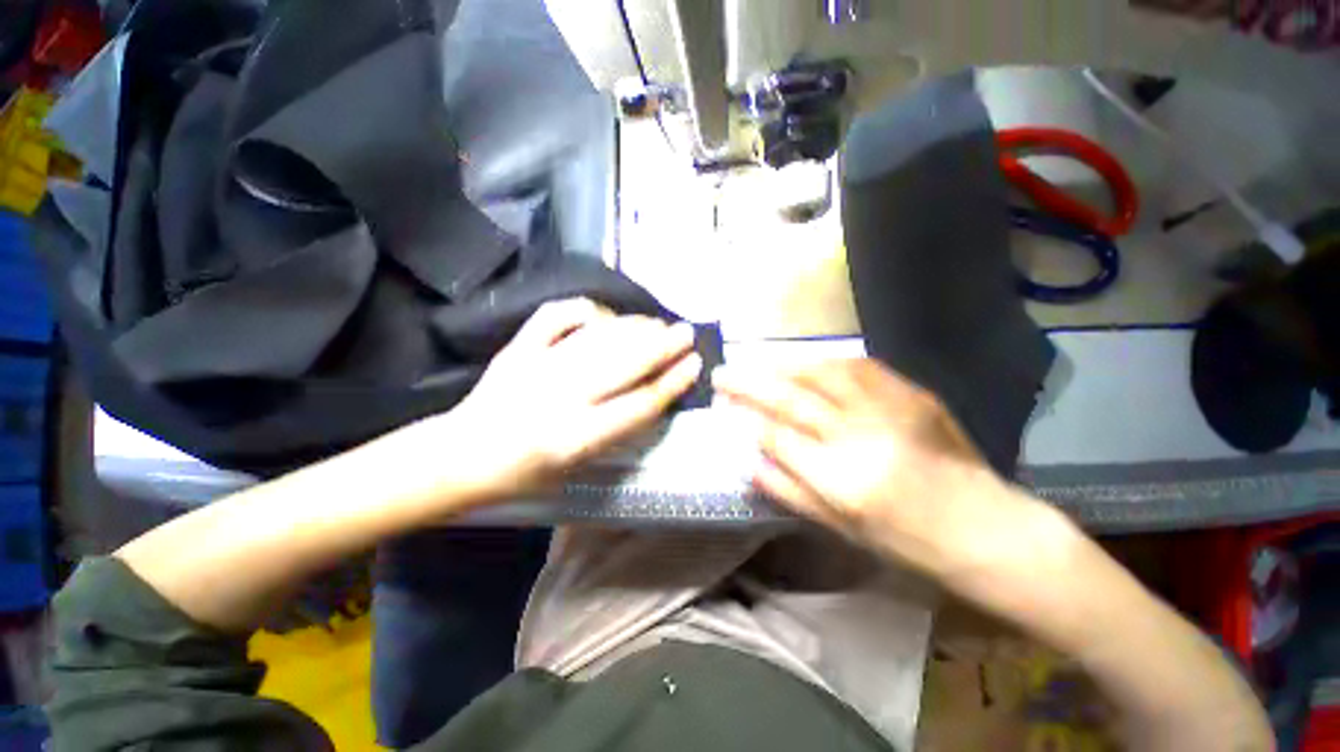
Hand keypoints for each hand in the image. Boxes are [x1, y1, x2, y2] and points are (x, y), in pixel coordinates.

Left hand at [440, 298, 701, 500]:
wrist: (462, 456)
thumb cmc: (524, 474)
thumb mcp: (577, 466)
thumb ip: (616, 430)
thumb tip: (650, 394)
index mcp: (575, 438)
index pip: (639, 404)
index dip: (672, 382)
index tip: (694, 364)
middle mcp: (560, 398)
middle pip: (625, 364)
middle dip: (662, 346)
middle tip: (686, 332)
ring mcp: (537, 367)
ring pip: (599, 338)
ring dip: (634, 328)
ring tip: (657, 323)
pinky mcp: (518, 348)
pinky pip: (557, 317)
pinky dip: (586, 310)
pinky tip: (604, 315)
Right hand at [713, 358, 1031, 574]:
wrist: (984, 526)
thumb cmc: (907, 542)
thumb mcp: (841, 529)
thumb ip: (789, 491)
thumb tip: (748, 462)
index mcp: (842, 479)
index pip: (776, 436)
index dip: (745, 419)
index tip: (724, 408)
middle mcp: (861, 436)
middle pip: (791, 399)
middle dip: (748, 384)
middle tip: (721, 374)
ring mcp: (889, 408)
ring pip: (820, 373)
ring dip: (782, 365)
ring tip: (759, 364)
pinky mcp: (912, 393)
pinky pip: (858, 366)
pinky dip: (824, 361)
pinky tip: (806, 363)